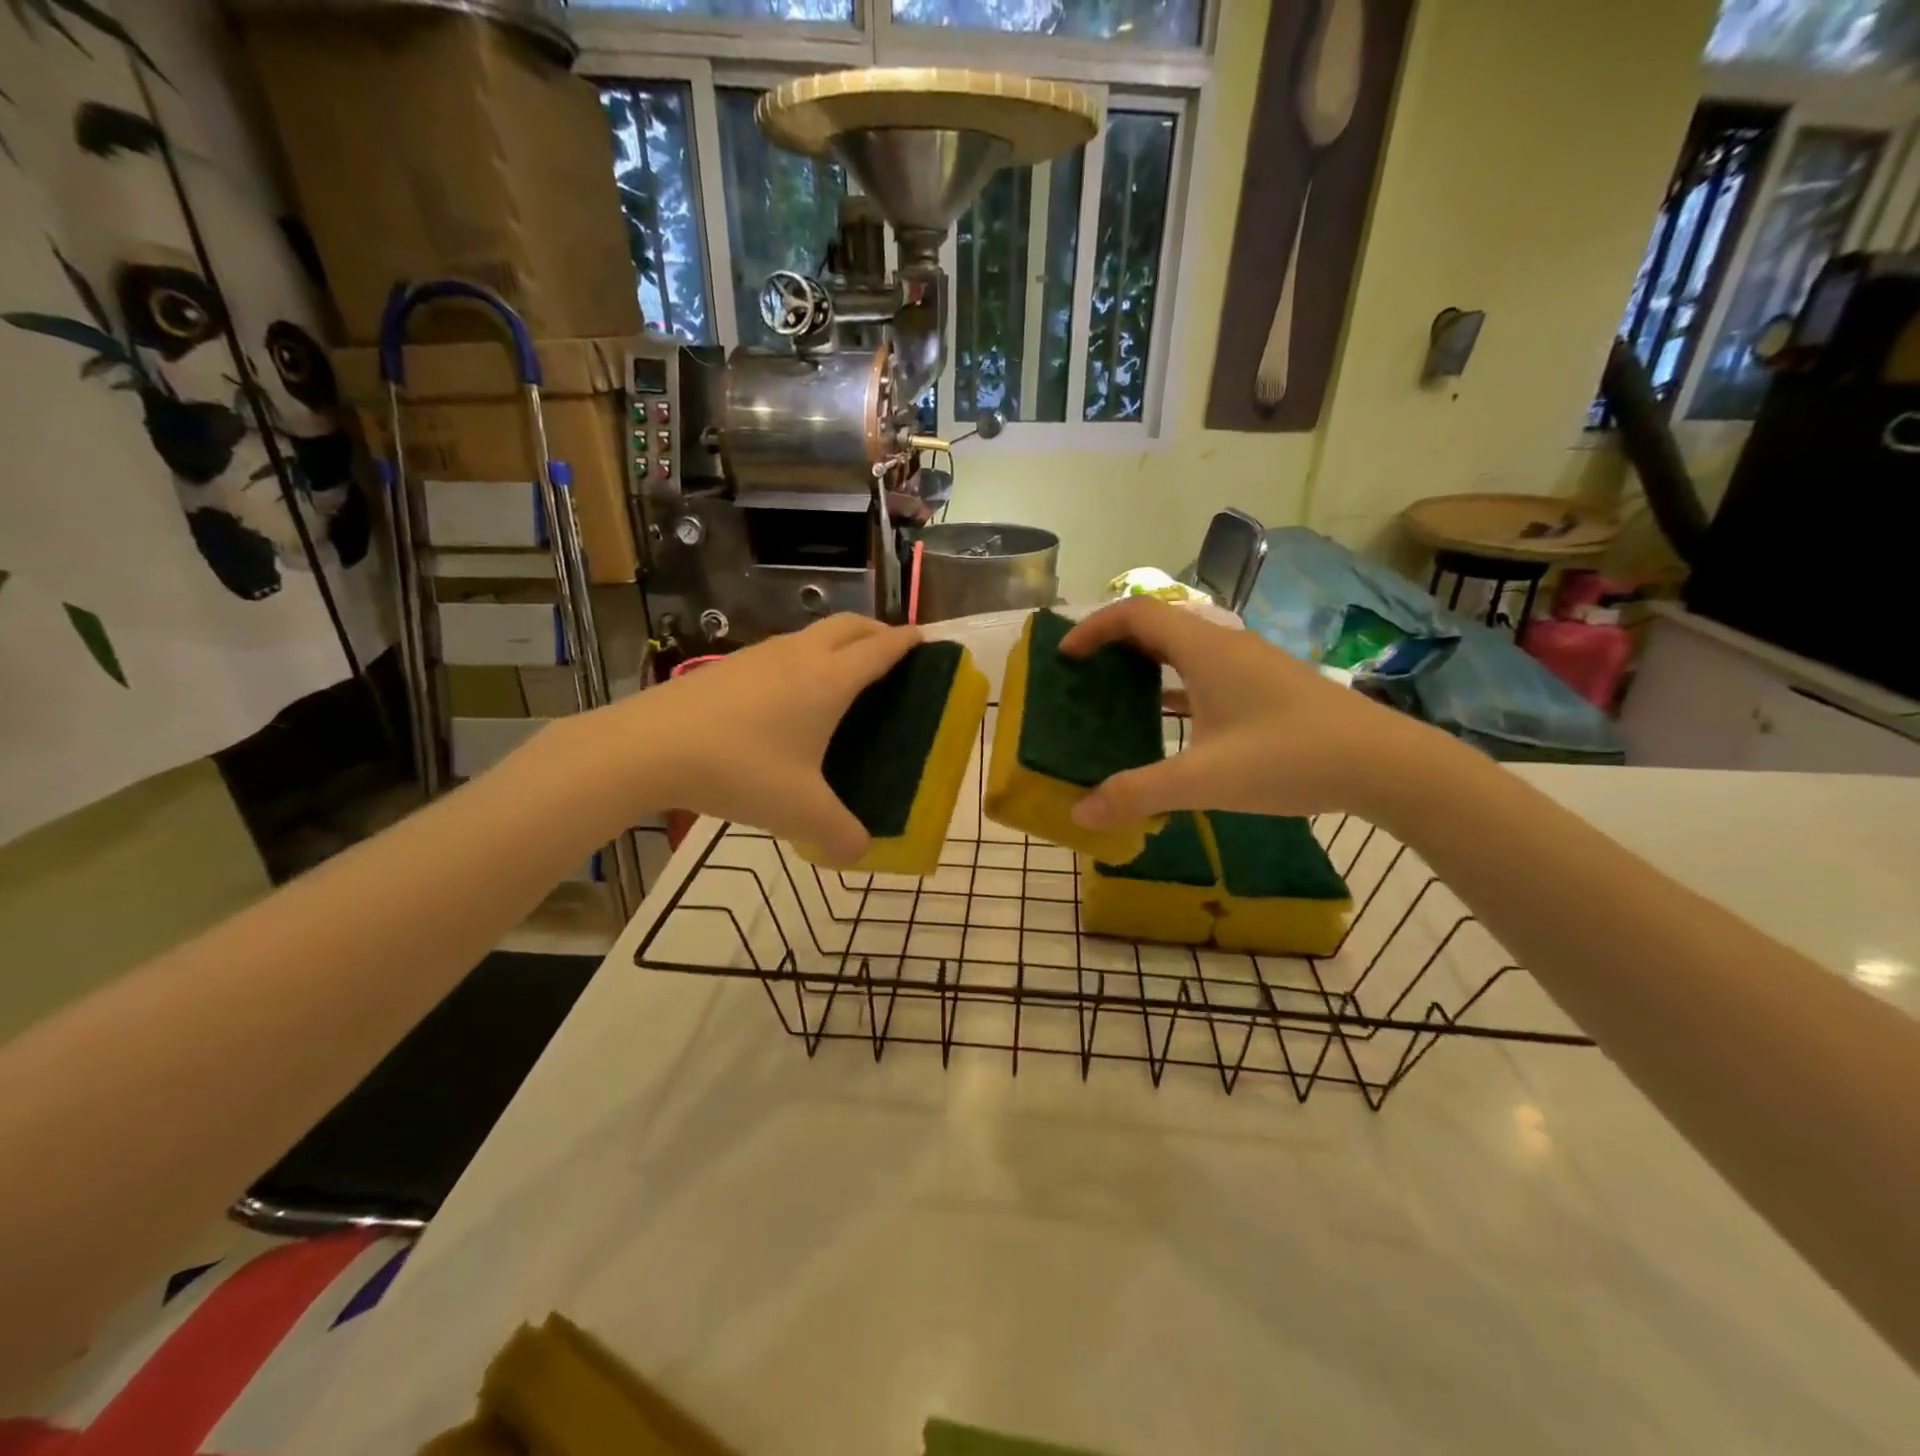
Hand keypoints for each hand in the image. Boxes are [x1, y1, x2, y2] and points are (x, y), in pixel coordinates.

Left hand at [601, 615, 920, 862]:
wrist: (648, 747)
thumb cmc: (740, 769)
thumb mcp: (800, 812)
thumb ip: (839, 835)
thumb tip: (860, 853)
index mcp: (829, 681)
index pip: (880, 650)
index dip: (906, 642)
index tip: (924, 638)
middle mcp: (799, 657)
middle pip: (849, 626)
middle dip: (876, 631)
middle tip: (891, 651)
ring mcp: (759, 656)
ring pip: (811, 634)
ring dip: (836, 642)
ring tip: (842, 674)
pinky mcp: (727, 666)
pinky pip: (780, 651)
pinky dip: (802, 658)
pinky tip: (787, 695)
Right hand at [1059, 597, 1444, 828]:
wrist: (1386, 764)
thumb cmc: (1290, 758)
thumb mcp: (1205, 779)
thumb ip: (1138, 793)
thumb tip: (1080, 813)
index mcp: (1205, 649)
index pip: (1136, 614)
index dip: (1093, 628)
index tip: (1065, 656)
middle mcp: (1225, 646)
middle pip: (1157, 625)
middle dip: (1113, 643)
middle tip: (1082, 674)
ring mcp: (1251, 666)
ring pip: (1184, 650)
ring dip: (1145, 663)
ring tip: (1113, 693)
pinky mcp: (1267, 688)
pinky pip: (1206, 674)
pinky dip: (1175, 686)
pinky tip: (1167, 718)